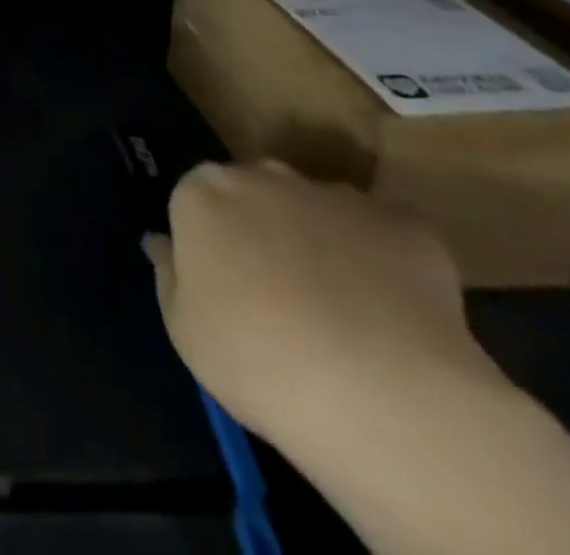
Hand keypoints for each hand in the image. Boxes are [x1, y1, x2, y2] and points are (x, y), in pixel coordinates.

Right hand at [144, 162, 506, 458]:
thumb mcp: (184, 328)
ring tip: (344, 313)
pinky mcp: (406, 225)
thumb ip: (170, 274)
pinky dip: (386, 265)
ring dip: (323, 243)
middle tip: (279, 296)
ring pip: (320, 211)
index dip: (210, 242)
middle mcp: (264, 175)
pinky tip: (395, 317)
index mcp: (203, 192)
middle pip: (257, 195)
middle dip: (264, 230)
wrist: (382, 395)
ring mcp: (337, 195)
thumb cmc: (255, 358)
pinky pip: (385, 237)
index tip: (224, 286)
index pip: (196, 201)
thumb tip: (163, 242)